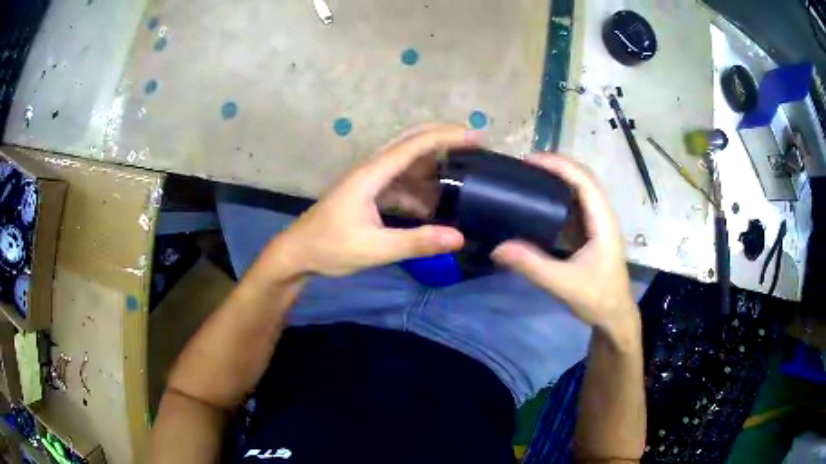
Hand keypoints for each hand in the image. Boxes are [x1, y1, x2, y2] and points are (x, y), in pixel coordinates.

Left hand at [271, 124, 475, 276]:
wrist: (297, 253)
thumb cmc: (330, 247)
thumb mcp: (374, 249)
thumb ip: (416, 242)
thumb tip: (458, 237)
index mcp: (371, 174)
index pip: (414, 145)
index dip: (446, 137)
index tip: (476, 137)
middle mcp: (372, 169)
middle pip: (411, 141)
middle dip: (443, 138)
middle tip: (475, 143)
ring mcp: (370, 180)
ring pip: (407, 162)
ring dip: (434, 166)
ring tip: (463, 175)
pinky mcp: (369, 193)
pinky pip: (401, 183)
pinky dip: (421, 189)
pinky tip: (435, 205)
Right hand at [491, 154, 636, 331]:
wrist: (614, 316)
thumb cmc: (597, 298)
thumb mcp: (563, 284)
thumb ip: (532, 266)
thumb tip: (497, 248)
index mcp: (603, 221)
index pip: (583, 180)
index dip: (559, 165)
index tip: (530, 160)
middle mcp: (603, 215)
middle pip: (582, 178)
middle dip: (555, 166)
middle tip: (524, 167)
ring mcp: (598, 223)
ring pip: (579, 189)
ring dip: (557, 178)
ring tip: (528, 177)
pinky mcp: (591, 233)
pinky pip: (575, 204)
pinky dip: (558, 195)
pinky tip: (539, 202)